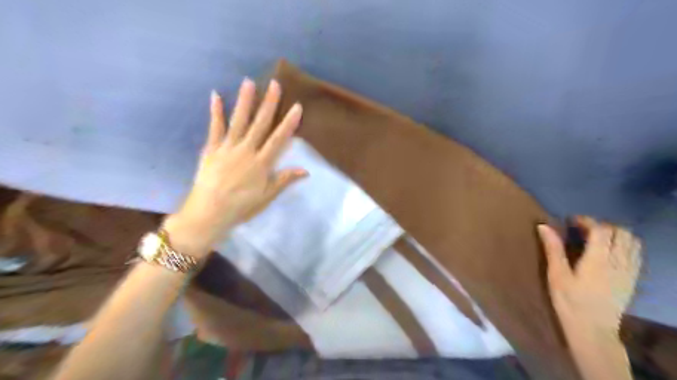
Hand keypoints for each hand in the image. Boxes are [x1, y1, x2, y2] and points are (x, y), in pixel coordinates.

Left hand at [165, 77, 308, 257]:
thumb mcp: (267, 196)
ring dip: (244, 101)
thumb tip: (306, 170)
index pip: (278, 139)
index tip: (296, 106)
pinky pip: (215, 128)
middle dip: (268, 104)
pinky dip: (216, 112)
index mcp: (261, 163)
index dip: (288, 123)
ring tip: (248, 82)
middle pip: (260, 124)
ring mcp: (227, 148)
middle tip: (274, 84)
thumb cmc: (241, 206)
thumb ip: (284, 180)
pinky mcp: (211, 149)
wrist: (209, 212)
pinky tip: (216, 96)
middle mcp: (246, 151)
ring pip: (238, 121)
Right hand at [537, 217, 641, 332]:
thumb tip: (543, 226)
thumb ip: (553, 249)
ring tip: (597, 238)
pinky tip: (610, 251)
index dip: (586, 220)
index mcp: (598, 259)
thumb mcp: (557, 275)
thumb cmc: (570, 301)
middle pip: (620, 232)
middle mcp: (618, 262)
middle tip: (583, 230)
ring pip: (632, 242)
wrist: (593, 330)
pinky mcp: (632, 279)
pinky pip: (636, 254)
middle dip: (602, 225)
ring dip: (616, 234)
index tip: (571, 221)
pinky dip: (625, 245)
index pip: (600, 230)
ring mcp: (629, 271)